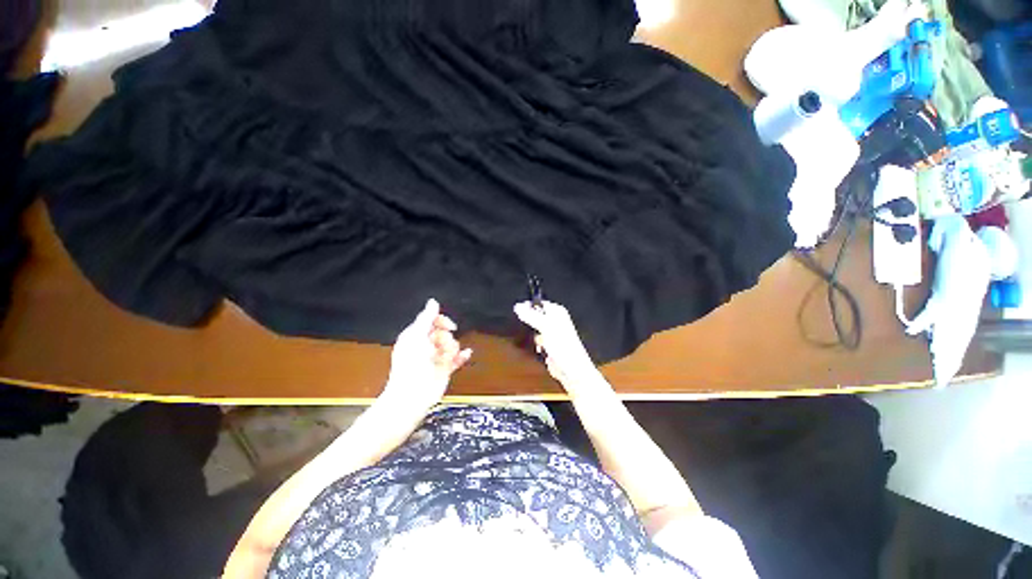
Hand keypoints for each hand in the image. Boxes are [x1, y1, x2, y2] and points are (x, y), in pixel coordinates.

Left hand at [382, 299, 471, 413]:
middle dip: (446, 338)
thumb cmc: (411, 364)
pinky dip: (462, 356)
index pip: (432, 321)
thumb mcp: (417, 336)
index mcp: (416, 336)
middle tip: (439, 347)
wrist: (413, 394)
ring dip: (451, 349)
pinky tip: (467, 353)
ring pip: (452, 344)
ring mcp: (436, 357)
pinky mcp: (444, 368)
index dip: (442, 321)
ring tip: (444, 358)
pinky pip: (457, 358)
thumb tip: (433, 301)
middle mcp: (426, 345)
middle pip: (444, 332)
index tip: (449, 326)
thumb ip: (427, 318)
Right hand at [514, 300, 607, 396]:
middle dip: (530, 324)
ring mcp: (551, 333)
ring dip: (534, 336)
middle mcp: (554, 320)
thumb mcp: (545, 326)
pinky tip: (541, 349)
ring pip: (534, 329)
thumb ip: (531, 316)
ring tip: (540, 343)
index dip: (529, 306)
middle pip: (535, 316)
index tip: (518, 311)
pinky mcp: (548, 344)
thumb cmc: (562, 345)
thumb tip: (517, 306)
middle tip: (532, 329)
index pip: (539, 303)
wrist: (571, 368)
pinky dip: (536, 344)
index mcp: (557, 312)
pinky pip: (536, 340)